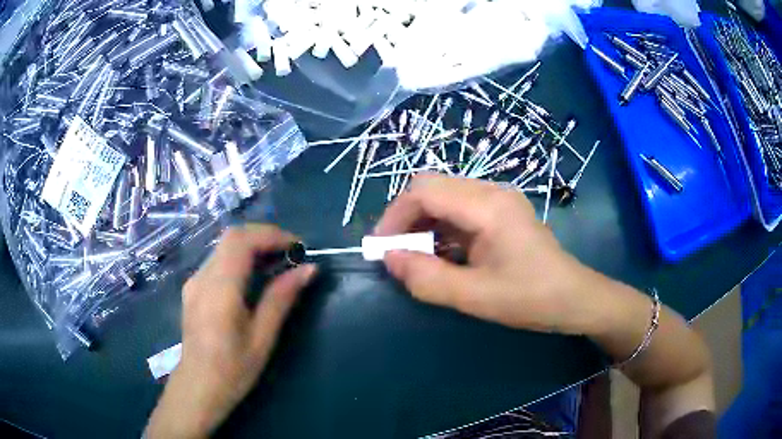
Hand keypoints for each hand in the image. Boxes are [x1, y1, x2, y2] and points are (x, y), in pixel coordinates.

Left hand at [146, 225, 316, 438]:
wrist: (198, 386)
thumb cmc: (233, 369)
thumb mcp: (262, 338)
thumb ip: (281, 299)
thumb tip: (308, 269)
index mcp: (219, 289)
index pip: (241, 241)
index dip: (271, 235)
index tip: (298, 247)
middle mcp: (202, 277)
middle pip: (232, 237)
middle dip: (264, 237)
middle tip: (291, 253)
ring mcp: (194, 281)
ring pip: (224, 247)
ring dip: (253, 247)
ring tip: (278, 264)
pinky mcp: (193, 288)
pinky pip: (218, 261)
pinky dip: (240, 259)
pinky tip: (254, 278)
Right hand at [376, 174, 597, 334]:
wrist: (574, 297)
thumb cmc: (530, 298)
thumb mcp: (475, 296)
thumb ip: (427, 278)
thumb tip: (389, 259)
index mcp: (488, 206)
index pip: (425, 191)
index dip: (395, 216)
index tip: (382, 249)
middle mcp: (492, 191)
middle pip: (433, 187)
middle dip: (406, 217)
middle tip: (396, 252)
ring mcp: (499, 198)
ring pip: (445, 196)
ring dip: (423, 223)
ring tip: (416, 257)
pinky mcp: (502, 210)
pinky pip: (460, 208)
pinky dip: (442, 228)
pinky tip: (442, 254)